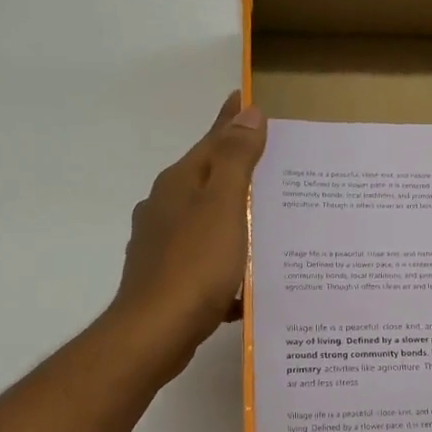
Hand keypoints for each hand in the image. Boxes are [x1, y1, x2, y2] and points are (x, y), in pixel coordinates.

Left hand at [110, 91, 266, 372]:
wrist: (155, 333)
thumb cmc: (195, 265)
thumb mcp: (224, 206)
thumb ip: (236, 160)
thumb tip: (248, 112)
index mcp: (180, 184)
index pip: (213, 141)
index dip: (232, 120)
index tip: (248, 98)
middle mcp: (166, 208)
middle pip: (209, 179)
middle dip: (238, 170)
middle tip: (276, 164)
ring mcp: (162, 244)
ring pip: (207, 221)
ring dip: (235, 218)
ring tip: (272, 224)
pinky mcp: (167, 278)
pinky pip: (206, 260)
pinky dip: (228, 261)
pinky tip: (250, 278)